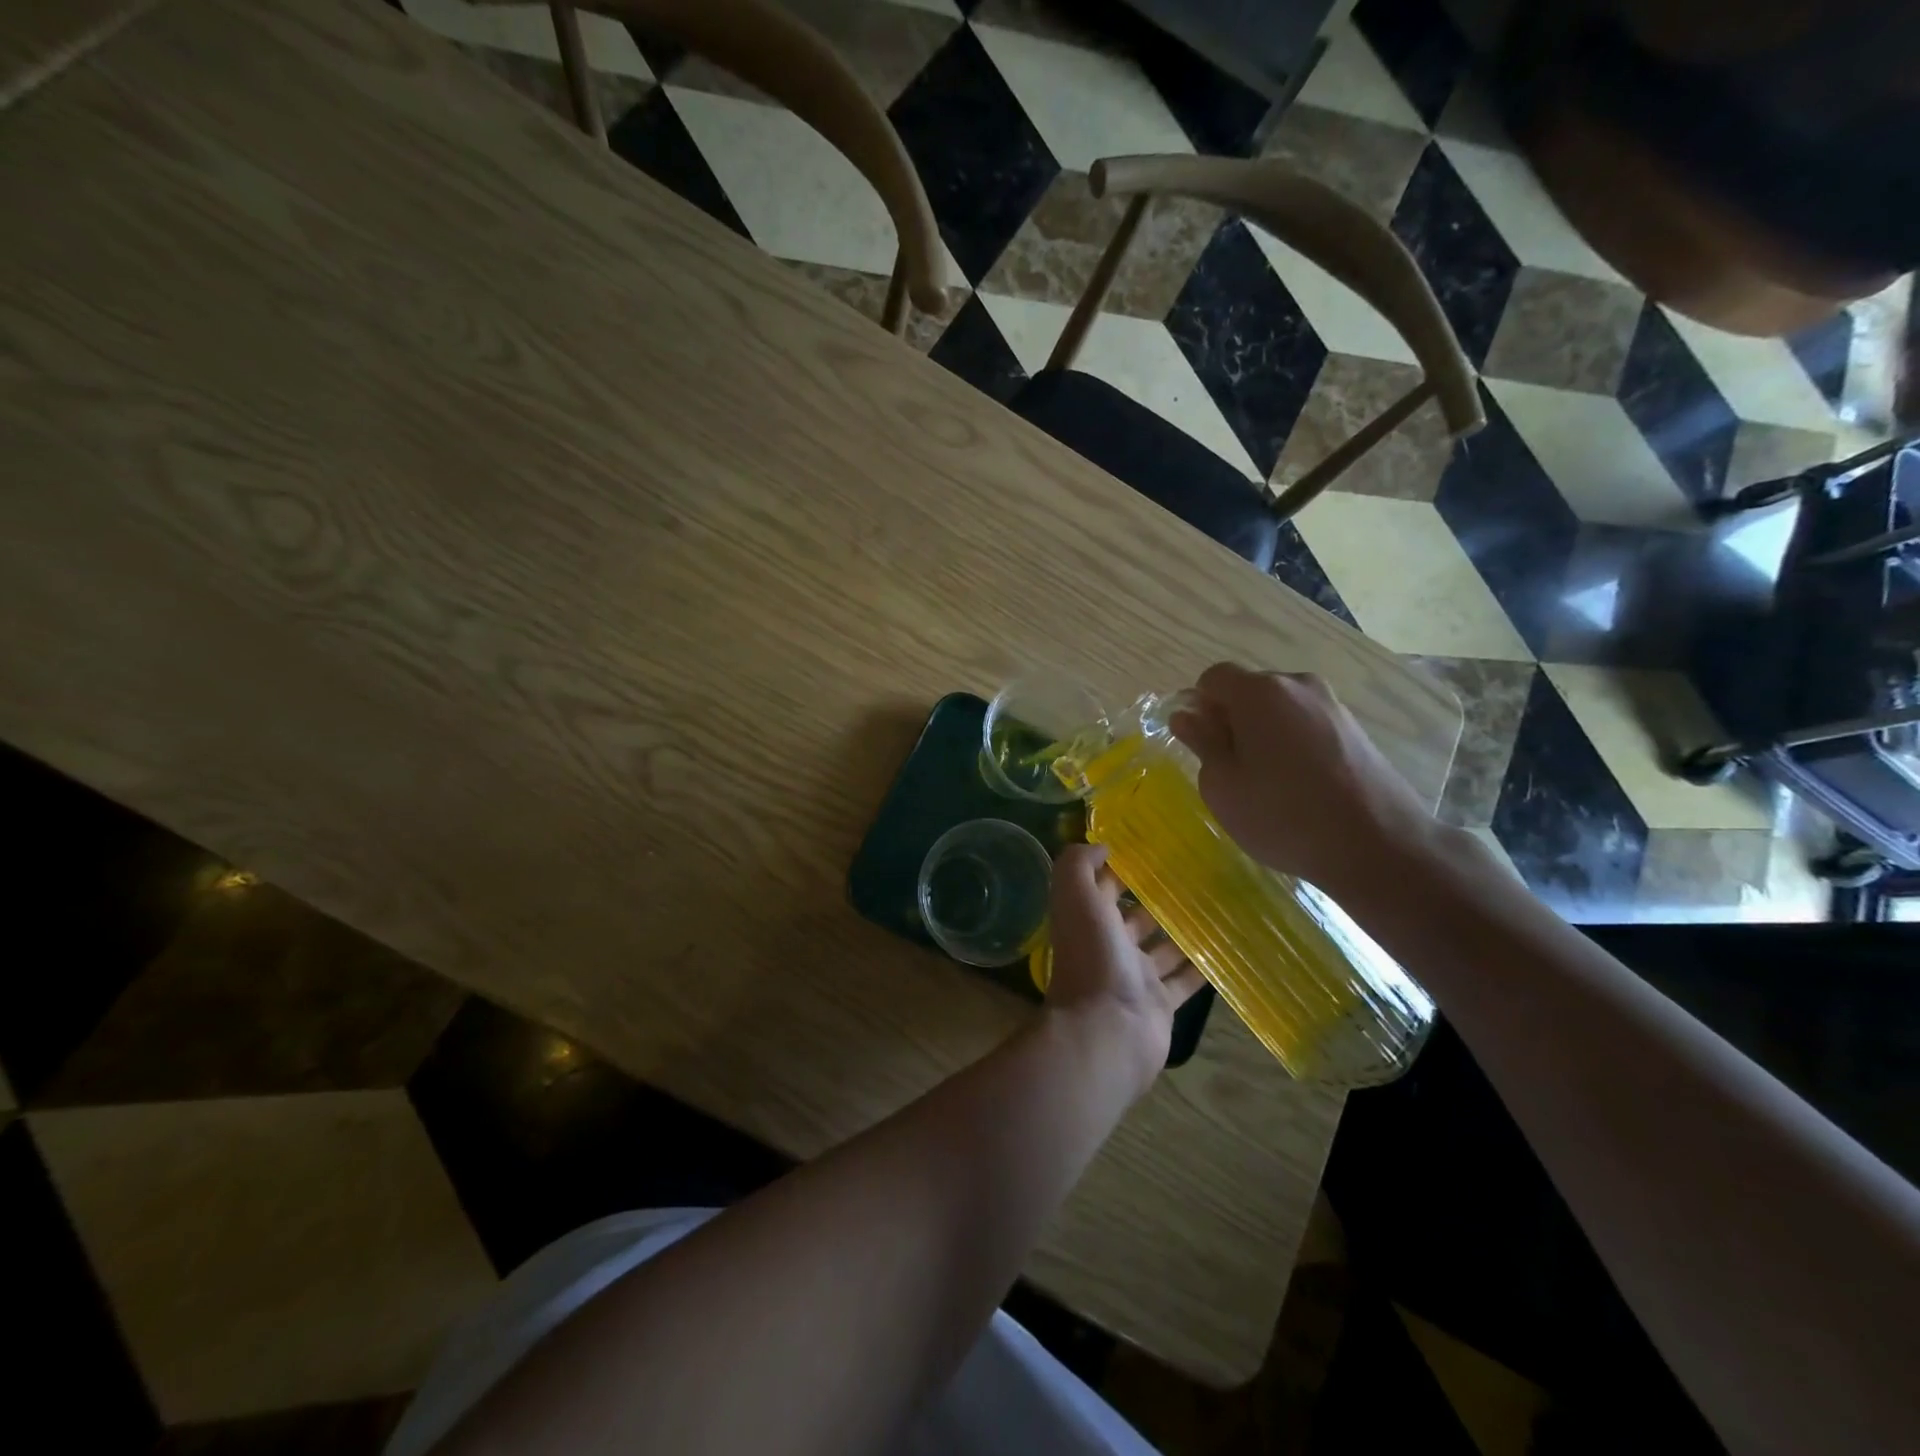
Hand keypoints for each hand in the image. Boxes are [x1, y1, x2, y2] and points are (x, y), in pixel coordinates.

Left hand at [1044, 844, 1202, 1085]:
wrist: (1108, 1031)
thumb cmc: (1093, 958)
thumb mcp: (1076, 898)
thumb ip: (1079, 865)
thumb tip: (1101, 846)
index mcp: (1087, 920)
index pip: (1102, 886)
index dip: (1120, 867)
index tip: (1151, 846)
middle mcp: (1109, 946)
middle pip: (1133, 916)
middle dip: (1155, 897)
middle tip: (1194, 873)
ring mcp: (1135, 977)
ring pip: (1161, 948)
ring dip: (1181, 930)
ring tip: (1215, 904)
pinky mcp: (1160, 1004)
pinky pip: (1183, 982)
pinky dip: (1200, 967)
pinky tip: (1224, 947)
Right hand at [1170, 663, 1436, 892]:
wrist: (1378, 845)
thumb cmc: (1282, 815)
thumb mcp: (1223, 786)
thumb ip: (1202, 743)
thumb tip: (1187, 716)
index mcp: (1259, 692)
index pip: (1213, 678)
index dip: (1199, 706)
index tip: (1199, 743)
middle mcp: (1298, 685)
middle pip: (1249, 690)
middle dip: (1231, 719)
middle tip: (1229, 768)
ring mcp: (1332, 705)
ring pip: (1280, 708)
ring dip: (1263, 732)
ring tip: (1266, 781)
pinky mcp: (1355, 729)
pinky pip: (1307, 724)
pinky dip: (1292, 743)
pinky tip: (1298, 785)